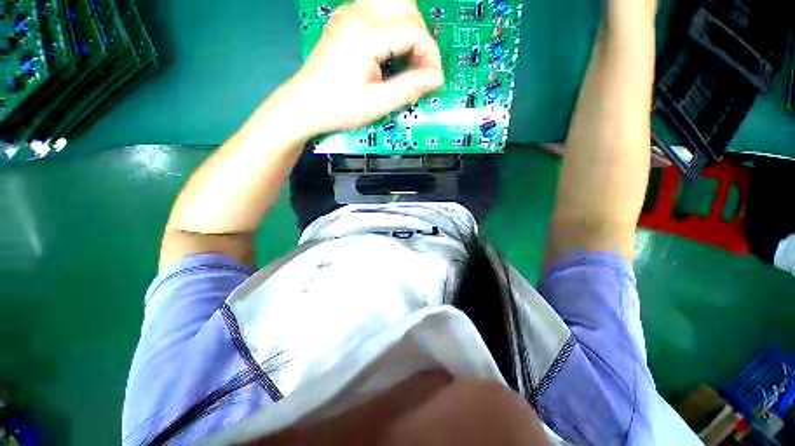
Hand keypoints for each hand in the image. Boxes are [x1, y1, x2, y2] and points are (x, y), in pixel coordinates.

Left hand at [285, 0, 443, 135]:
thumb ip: (410, 88)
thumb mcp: (377, 103)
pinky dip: (392, 28)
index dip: (430, 54)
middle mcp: (358, 14)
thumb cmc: (339, 107)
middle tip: (421, 67)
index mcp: (366, 34)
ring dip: (408, 28)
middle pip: (406, 7)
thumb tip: (437, 78)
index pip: (413, 31)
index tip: (434, 78)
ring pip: (393, 4)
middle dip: (421, 37)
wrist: (305, 104)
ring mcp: (349, 14)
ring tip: (408, 59)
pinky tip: (390, 52)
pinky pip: (378, 11)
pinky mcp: (344, 20)